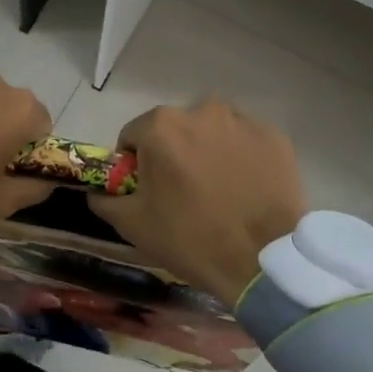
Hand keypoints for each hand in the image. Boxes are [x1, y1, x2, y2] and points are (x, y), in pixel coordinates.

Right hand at [88, 100, 305, 305]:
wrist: (262, 260)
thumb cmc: (190, 238)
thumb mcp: (132, 224)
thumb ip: (104, 199)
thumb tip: (97, 191)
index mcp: (161, 126)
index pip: (134, 136)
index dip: (135, 163)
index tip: (146, 190)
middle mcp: (201, 110)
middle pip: (175, 129)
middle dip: (174, 153)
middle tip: (183, 192)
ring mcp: (243, 121)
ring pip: (212, 131)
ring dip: (208, 151)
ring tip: (219, 189)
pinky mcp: (275, 137)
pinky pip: (246, 141)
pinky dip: (242, 157)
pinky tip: (246, 187)